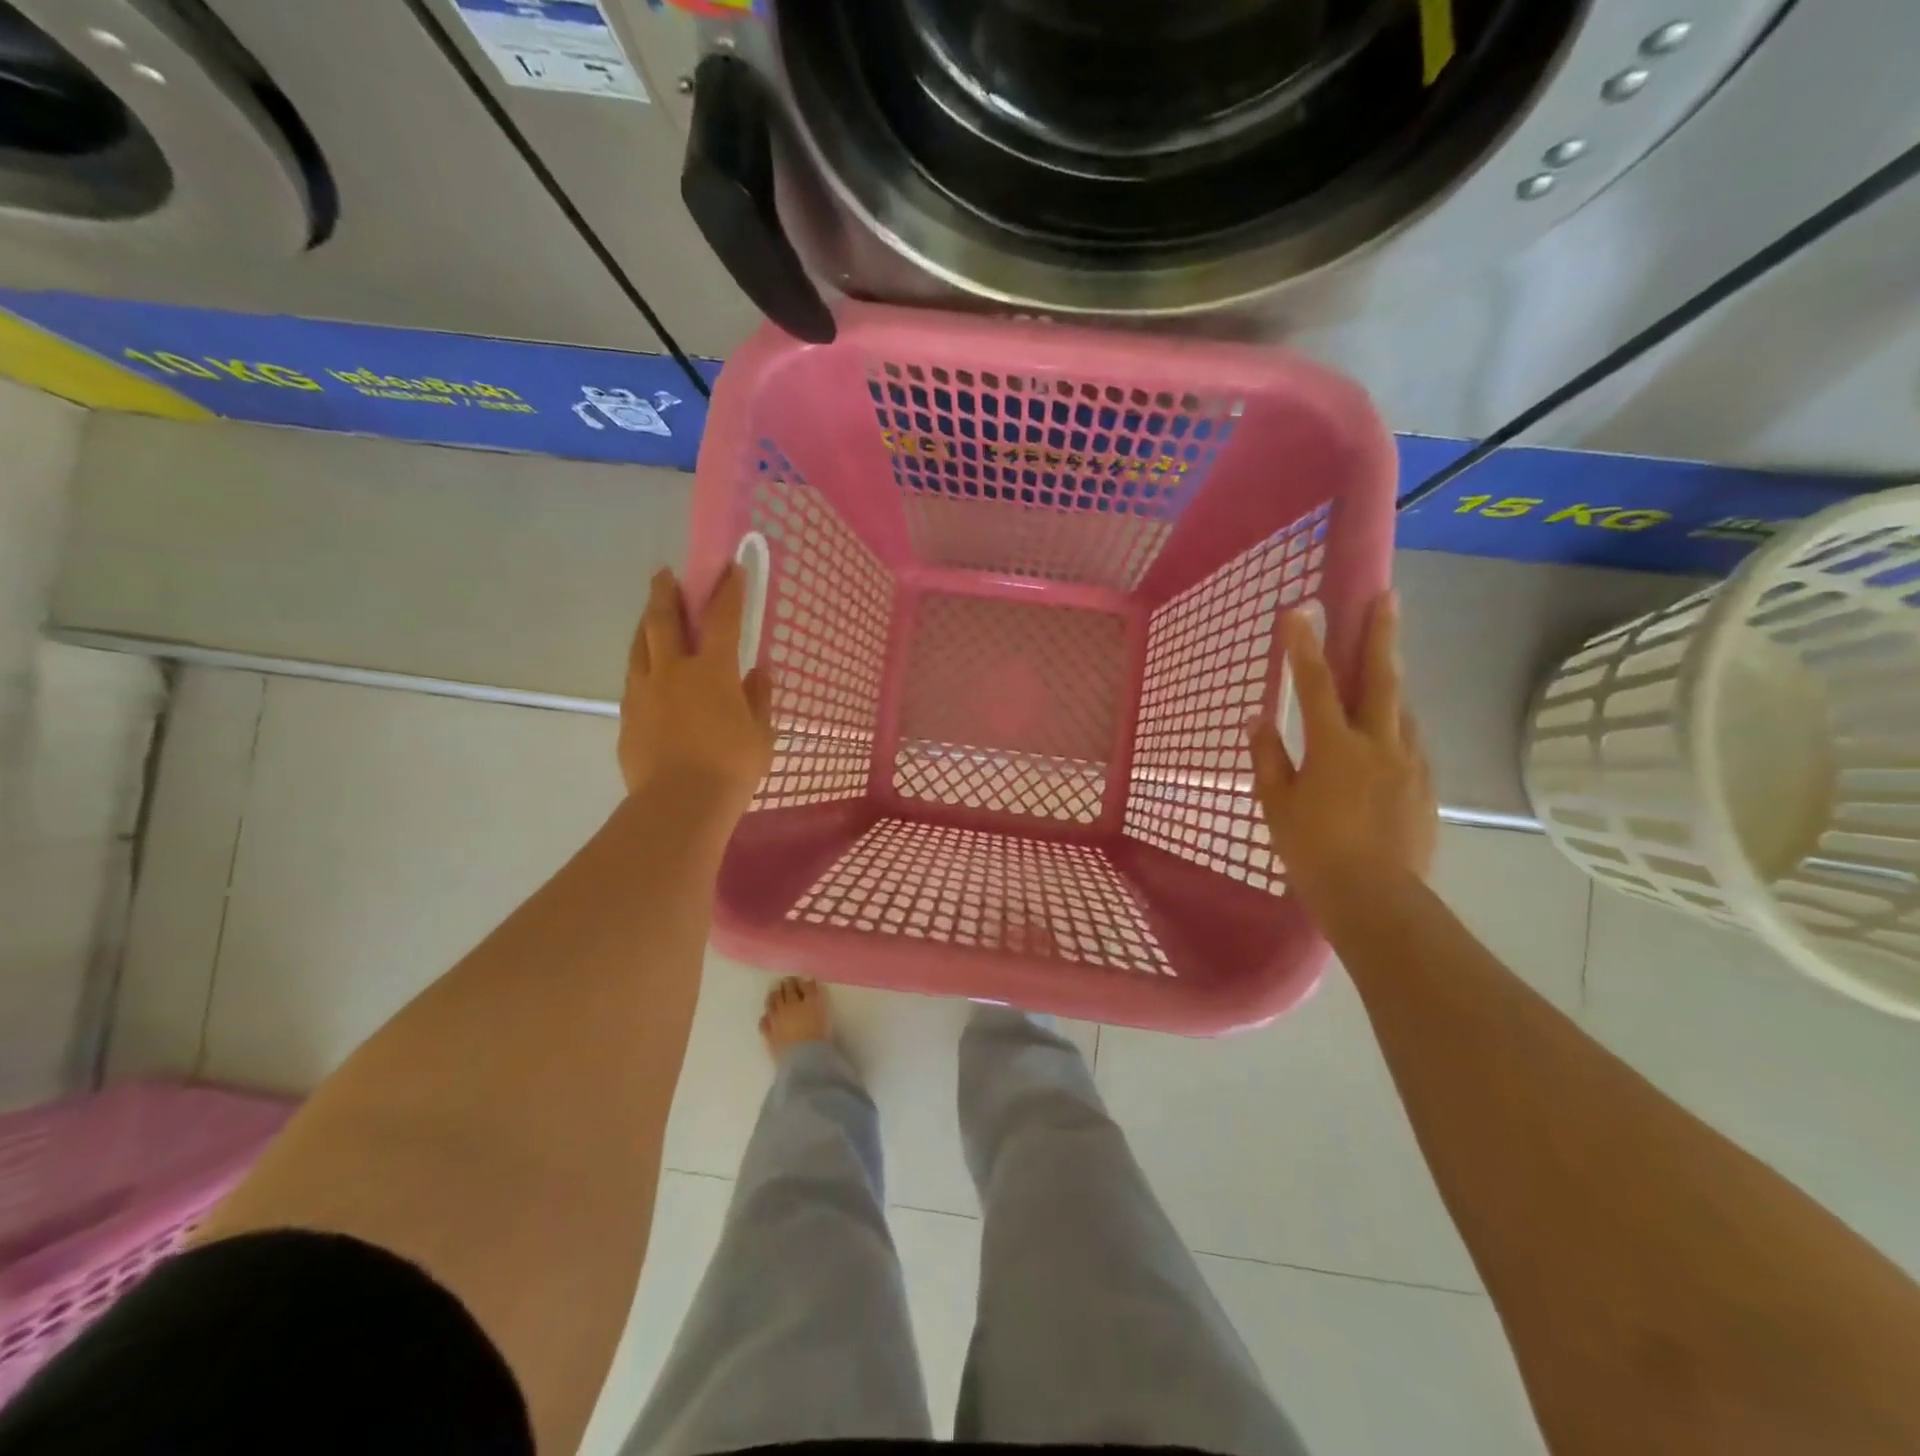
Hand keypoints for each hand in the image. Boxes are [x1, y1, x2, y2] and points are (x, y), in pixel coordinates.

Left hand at [617, 566, 774, 817]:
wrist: (679, 804)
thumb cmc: (731, 767)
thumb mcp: (761, 734)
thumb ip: (759, 699)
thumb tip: (760, 671)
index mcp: (712, 671)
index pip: (721, 619)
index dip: (727, 591)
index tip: (729, 568)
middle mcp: (672, 671)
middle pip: (663, 621)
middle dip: (666, 593)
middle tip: (664, 574)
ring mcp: (643, 693)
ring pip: (639, 647)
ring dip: (645, 624)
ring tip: (648, 614)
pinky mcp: (627, 717)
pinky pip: (633, 680)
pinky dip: (641, 666)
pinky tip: (646, 673)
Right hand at [1249, 592, 1436, 913]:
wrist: (1376, 898)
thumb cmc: (1313, 851)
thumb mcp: (1276, 805)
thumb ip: (1269, 758)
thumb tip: (1259, 720)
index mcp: (1335, 747)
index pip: (1316, 684)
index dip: (1305, 645)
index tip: (1299, 609)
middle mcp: (1379, 743)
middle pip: (1381, 678)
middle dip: (1381, 634)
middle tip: (1388, 597)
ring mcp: (1409, 763)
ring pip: (1401, 709)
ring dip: (1391, 681)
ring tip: (1383, 665)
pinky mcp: (1426, 785)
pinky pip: (1411, 742)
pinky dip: (1396, 726)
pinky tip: (1388, 733)